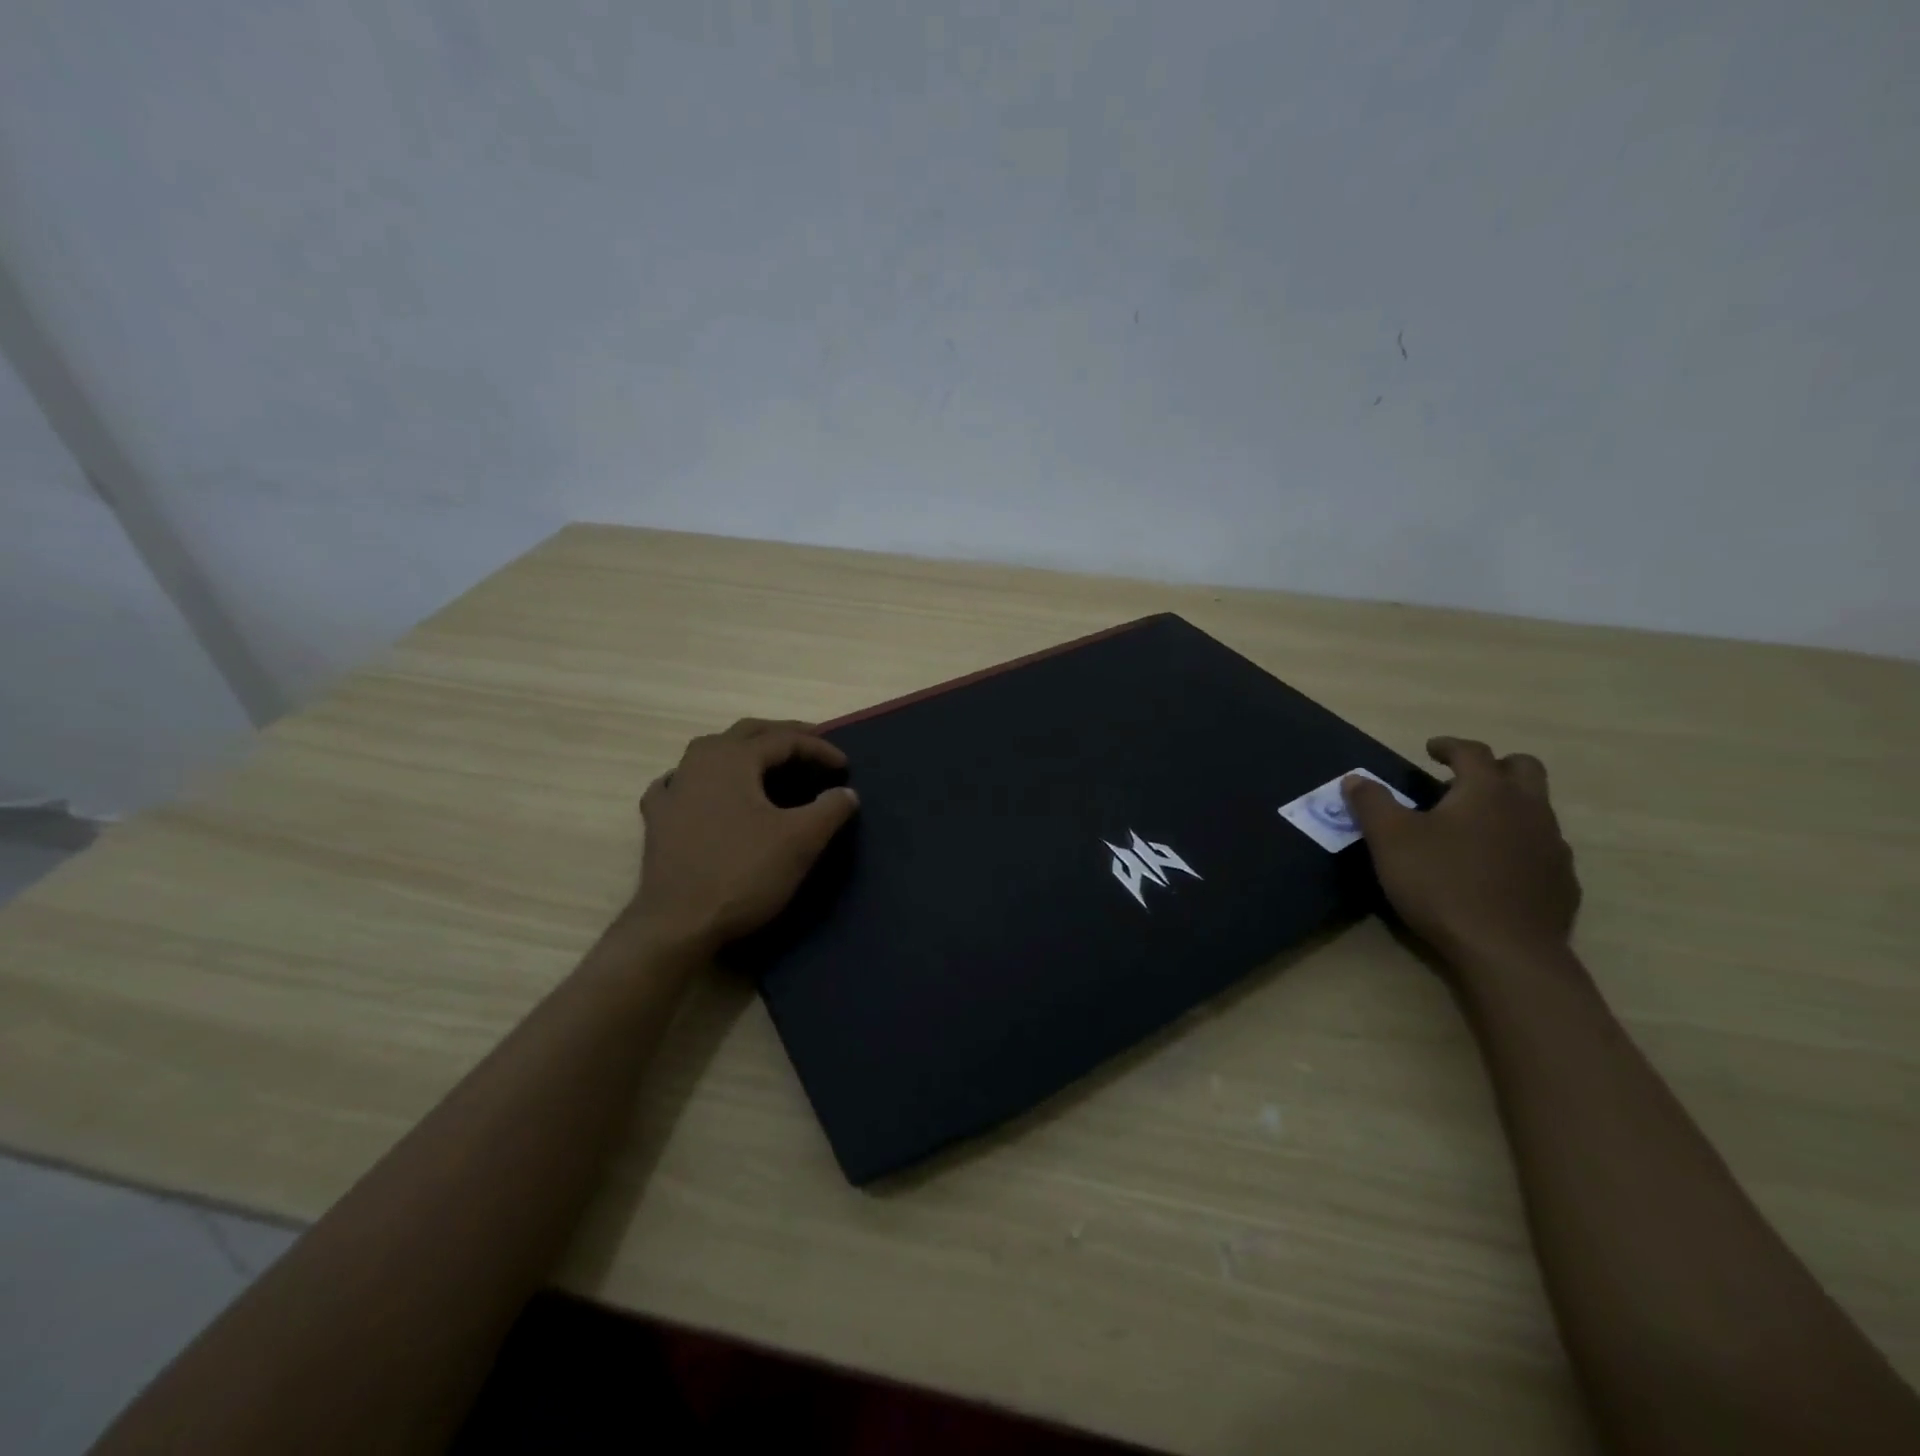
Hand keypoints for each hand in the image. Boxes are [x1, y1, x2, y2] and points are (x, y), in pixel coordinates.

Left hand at [625, 719, 859, 956]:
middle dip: (783, 736)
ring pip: (713, 752)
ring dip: (745, 752)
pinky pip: (682, 783)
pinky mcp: (658, 819)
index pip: (784, 739)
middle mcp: (698, 762)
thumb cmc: (743, 874)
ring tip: (769, 766)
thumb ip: (830, 809)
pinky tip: (707, 791)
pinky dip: (703, 779)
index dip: (820, 749)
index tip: (845, 768)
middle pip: (747, 733)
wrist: (678, 925)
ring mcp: (673, 789)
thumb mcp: (800, 841)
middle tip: (813, 747)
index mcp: (732, 758)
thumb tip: (847, 793)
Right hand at [1342, 737, 1579, 966]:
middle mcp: (1528, 809)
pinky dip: (1519, 844)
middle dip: (1494, 766)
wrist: (1505, 951)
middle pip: (1523, 769)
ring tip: (1473, 826)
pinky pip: (1542, 848)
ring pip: (1536, 809)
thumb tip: (1356, 778)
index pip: (1472, 752)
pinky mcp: (1561, 882)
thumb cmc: (1441, 883)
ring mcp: (1552, 846)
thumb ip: (1371, 803)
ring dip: (1508, 806)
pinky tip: (1493, 867)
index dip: (1449, 746)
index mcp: (1487, 791)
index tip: (1431, 749)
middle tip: (1461, 780)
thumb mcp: (1389, 840)